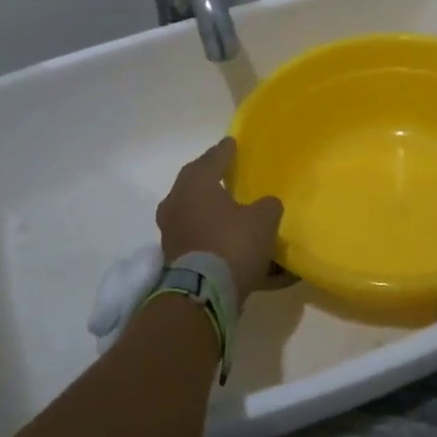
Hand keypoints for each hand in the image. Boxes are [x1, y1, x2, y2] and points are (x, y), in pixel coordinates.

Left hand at [156, 138, 282, 309]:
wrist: (203, 294)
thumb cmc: (232, 244)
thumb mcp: (263, 220)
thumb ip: (267, 206)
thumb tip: (265, 205)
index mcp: (195, 184)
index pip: (212, 159)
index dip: (225, 151)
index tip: (232, 143)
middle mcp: (175, 202)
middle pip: (195, 183)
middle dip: (211, 178)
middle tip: (227, 173)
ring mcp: (170, 230)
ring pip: (192, 211)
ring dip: (209, 208)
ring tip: (228, 208)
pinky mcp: (172, 255)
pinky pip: (194, 235)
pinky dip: (209, 233)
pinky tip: (224, 237)